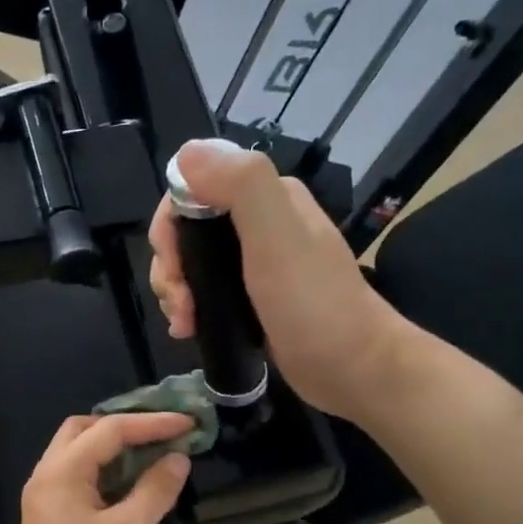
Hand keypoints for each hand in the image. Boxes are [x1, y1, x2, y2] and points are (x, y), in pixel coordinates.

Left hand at [2, 412, 193, 523]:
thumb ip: (154, 490)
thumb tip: (177, 459)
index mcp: (62, 471)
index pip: (109, 429)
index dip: (151, 423)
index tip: (188, 423)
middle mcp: (48, 474)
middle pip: (84, 430)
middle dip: (124, 426)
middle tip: (162, 433)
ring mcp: (46, 496)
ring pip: (79, 453)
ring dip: (115, 448)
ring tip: (154, 451)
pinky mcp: (51, 515)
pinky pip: (79, 476)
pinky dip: (106, 470)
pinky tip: (133, 482)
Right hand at [148, 138, 406, 418]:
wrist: (353, 368)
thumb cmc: (313, 304)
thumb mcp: (278, 237)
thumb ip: (240, 185)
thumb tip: (186, 155)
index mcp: (266, 197)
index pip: (193, 188)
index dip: (170, 224)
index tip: (173, 265)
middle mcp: (258, 223)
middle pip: (187, 230)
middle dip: (170, 266)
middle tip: (179, 305)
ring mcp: (254, 264)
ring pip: (191, 264)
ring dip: (175, 292)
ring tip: (184, 324)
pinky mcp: (251, 299)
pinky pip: (204, 293)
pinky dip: (188, 309)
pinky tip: (188, 331)